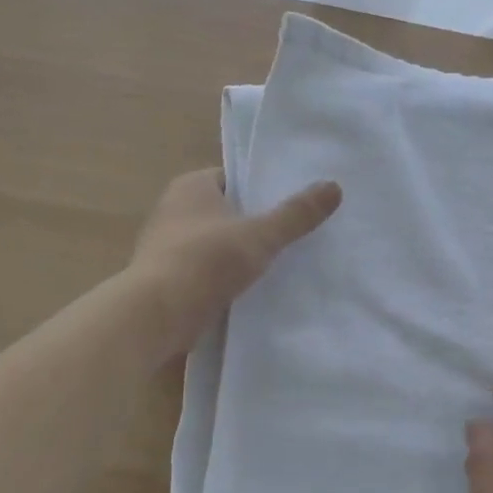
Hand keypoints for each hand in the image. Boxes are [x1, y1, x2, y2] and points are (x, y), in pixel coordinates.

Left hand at [129, 168, 340, 356]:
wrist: (157, 314)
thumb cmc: (207, 261)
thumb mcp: (261, 235)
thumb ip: (297, 214)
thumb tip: (334, 187)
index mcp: (191, 186)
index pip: (234, 178)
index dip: (262, 190)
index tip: (292, 205)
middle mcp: (174, 208)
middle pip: (227, 210)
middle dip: (254, 222)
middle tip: (293, 235)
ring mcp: (167, 245)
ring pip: (216, 242)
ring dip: (239, 252)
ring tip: (278, 263)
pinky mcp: (167, 277)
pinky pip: (205, 269)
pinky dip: (225, 276)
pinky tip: (250, 289)